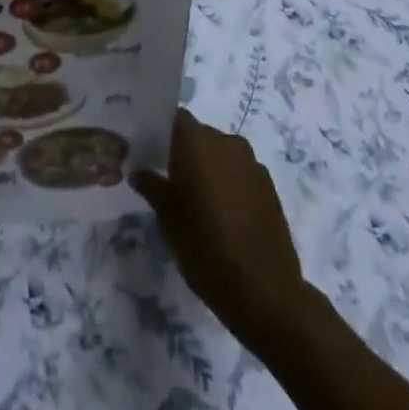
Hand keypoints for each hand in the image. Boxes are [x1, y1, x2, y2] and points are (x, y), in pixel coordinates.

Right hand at [132, 109, 304, 346]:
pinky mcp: (269, 185)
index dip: (161, 131)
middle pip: (198, 135)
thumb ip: (152, 186)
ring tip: (199, 202)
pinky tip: (225, 216)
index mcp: (196, 141)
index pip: (174, 118)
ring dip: (209, 168)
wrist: (265, 292)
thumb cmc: (206, 248)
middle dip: (185, 153)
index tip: (150, 151)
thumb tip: (138, 170)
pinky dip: (230, 184)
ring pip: (221, 154)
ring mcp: (251, 162)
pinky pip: (241, 173)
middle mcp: (225, 141)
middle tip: (171, 181)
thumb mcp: (168, 220)